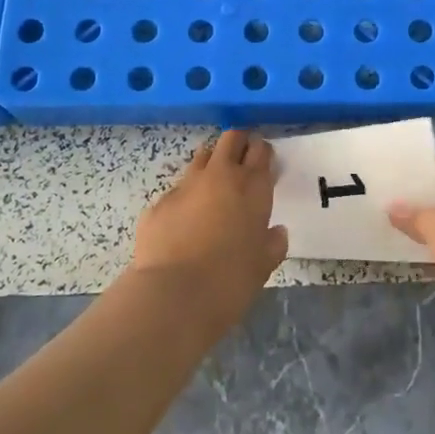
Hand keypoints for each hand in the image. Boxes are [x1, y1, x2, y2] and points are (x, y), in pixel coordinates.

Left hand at [130, 130, 287, 329]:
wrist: (174, 295)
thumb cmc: (231, 280)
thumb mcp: (264, 264)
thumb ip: (273, 242)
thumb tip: (275, 232)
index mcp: (252, 187)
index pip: (261, 150)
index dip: (262, 152)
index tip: (264, 164)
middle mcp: (220, 176)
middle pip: (231, 138)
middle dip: (238, 143)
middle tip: (241, 162)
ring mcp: (185, 186)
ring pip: (201, 157)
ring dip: (210, 165)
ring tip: (213, 189)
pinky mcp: (159, 203)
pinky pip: (176, 192)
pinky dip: (184, 200)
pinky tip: (183, 225)